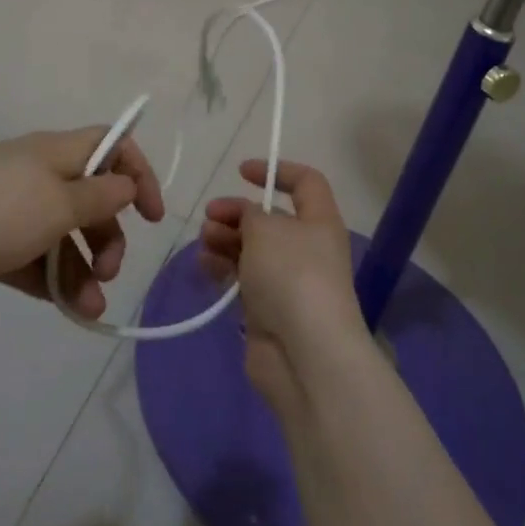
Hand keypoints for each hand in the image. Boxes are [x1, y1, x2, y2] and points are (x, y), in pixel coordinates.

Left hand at [0, 129, 164, 314]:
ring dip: (82, 268)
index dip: (138, 174)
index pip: (112, 146)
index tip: (151, 216)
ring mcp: (8, 205)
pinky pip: (30, 254)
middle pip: (89, 196)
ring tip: (88, 310)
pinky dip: (48, 277)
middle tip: (110, 273)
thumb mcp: (59, 204)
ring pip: (60, 232)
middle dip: (107, 236)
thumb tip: (125, 183)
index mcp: (56, 151)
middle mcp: (36, 171)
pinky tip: (60, 306)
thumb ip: (100, 196)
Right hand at [199, 160, 367, 413]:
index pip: (305, 182)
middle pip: (270, 218)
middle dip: (237, 212)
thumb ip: (249, 213)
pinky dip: (223, 268)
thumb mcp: (266, 229)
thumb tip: (246, 216)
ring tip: (205, 242)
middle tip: (210, 216)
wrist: (305, 354)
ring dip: (225, 239)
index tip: (241, 171)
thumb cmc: (292, 276)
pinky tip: (204, 266)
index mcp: (319, 221)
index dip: (276, 171)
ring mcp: (288, 280)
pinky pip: (243, 278)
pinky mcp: (269, 309)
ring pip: (253, 248)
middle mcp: (308, 247)